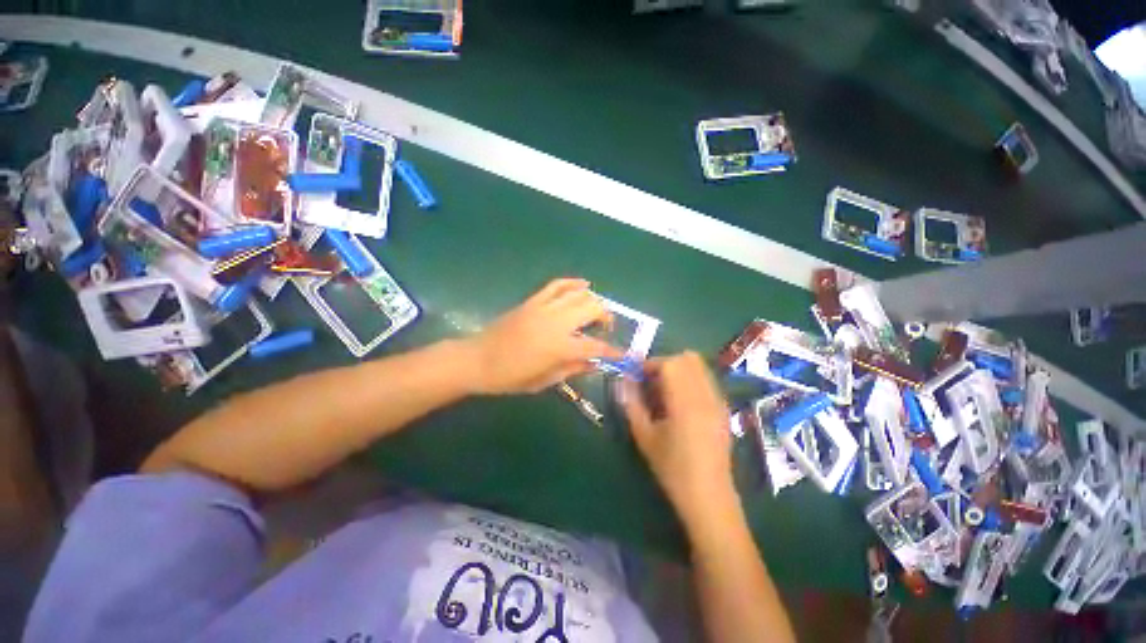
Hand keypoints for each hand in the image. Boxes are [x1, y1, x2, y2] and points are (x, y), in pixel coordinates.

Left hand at [466, 278, 622, 394]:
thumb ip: (572, 369)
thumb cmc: (510, 377)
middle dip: (606, 317)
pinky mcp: (533, 301)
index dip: (612, 351)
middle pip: (593, 309)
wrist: (477, 359)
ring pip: (578, 294)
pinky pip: (557, 285)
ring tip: (595, 311)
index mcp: (560, 347)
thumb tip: (595, 363)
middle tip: (606, 328)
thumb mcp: (544, 380)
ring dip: (593, 300)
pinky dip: (573, 282)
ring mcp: (544, 308)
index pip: (596, 346)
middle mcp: (556, 322)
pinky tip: (584, 284)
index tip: (622, 354)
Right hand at [619, 352, 734, 524]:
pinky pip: (706, 380)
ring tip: (665, 392)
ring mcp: (718, 401)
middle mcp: (706, 395)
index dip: (650, 364)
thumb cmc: (672, 468)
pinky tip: (681, 403)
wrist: (708, 496)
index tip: (637, 376)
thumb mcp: (644, 436)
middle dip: (666, 364)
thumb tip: (623, 379)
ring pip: (699, 367)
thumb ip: (632, 403)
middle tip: (651, 383)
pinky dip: (691, 380)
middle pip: (688, 359)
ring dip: (679, 370)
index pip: (670, 363)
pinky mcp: (724, 408)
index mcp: (685, 403)